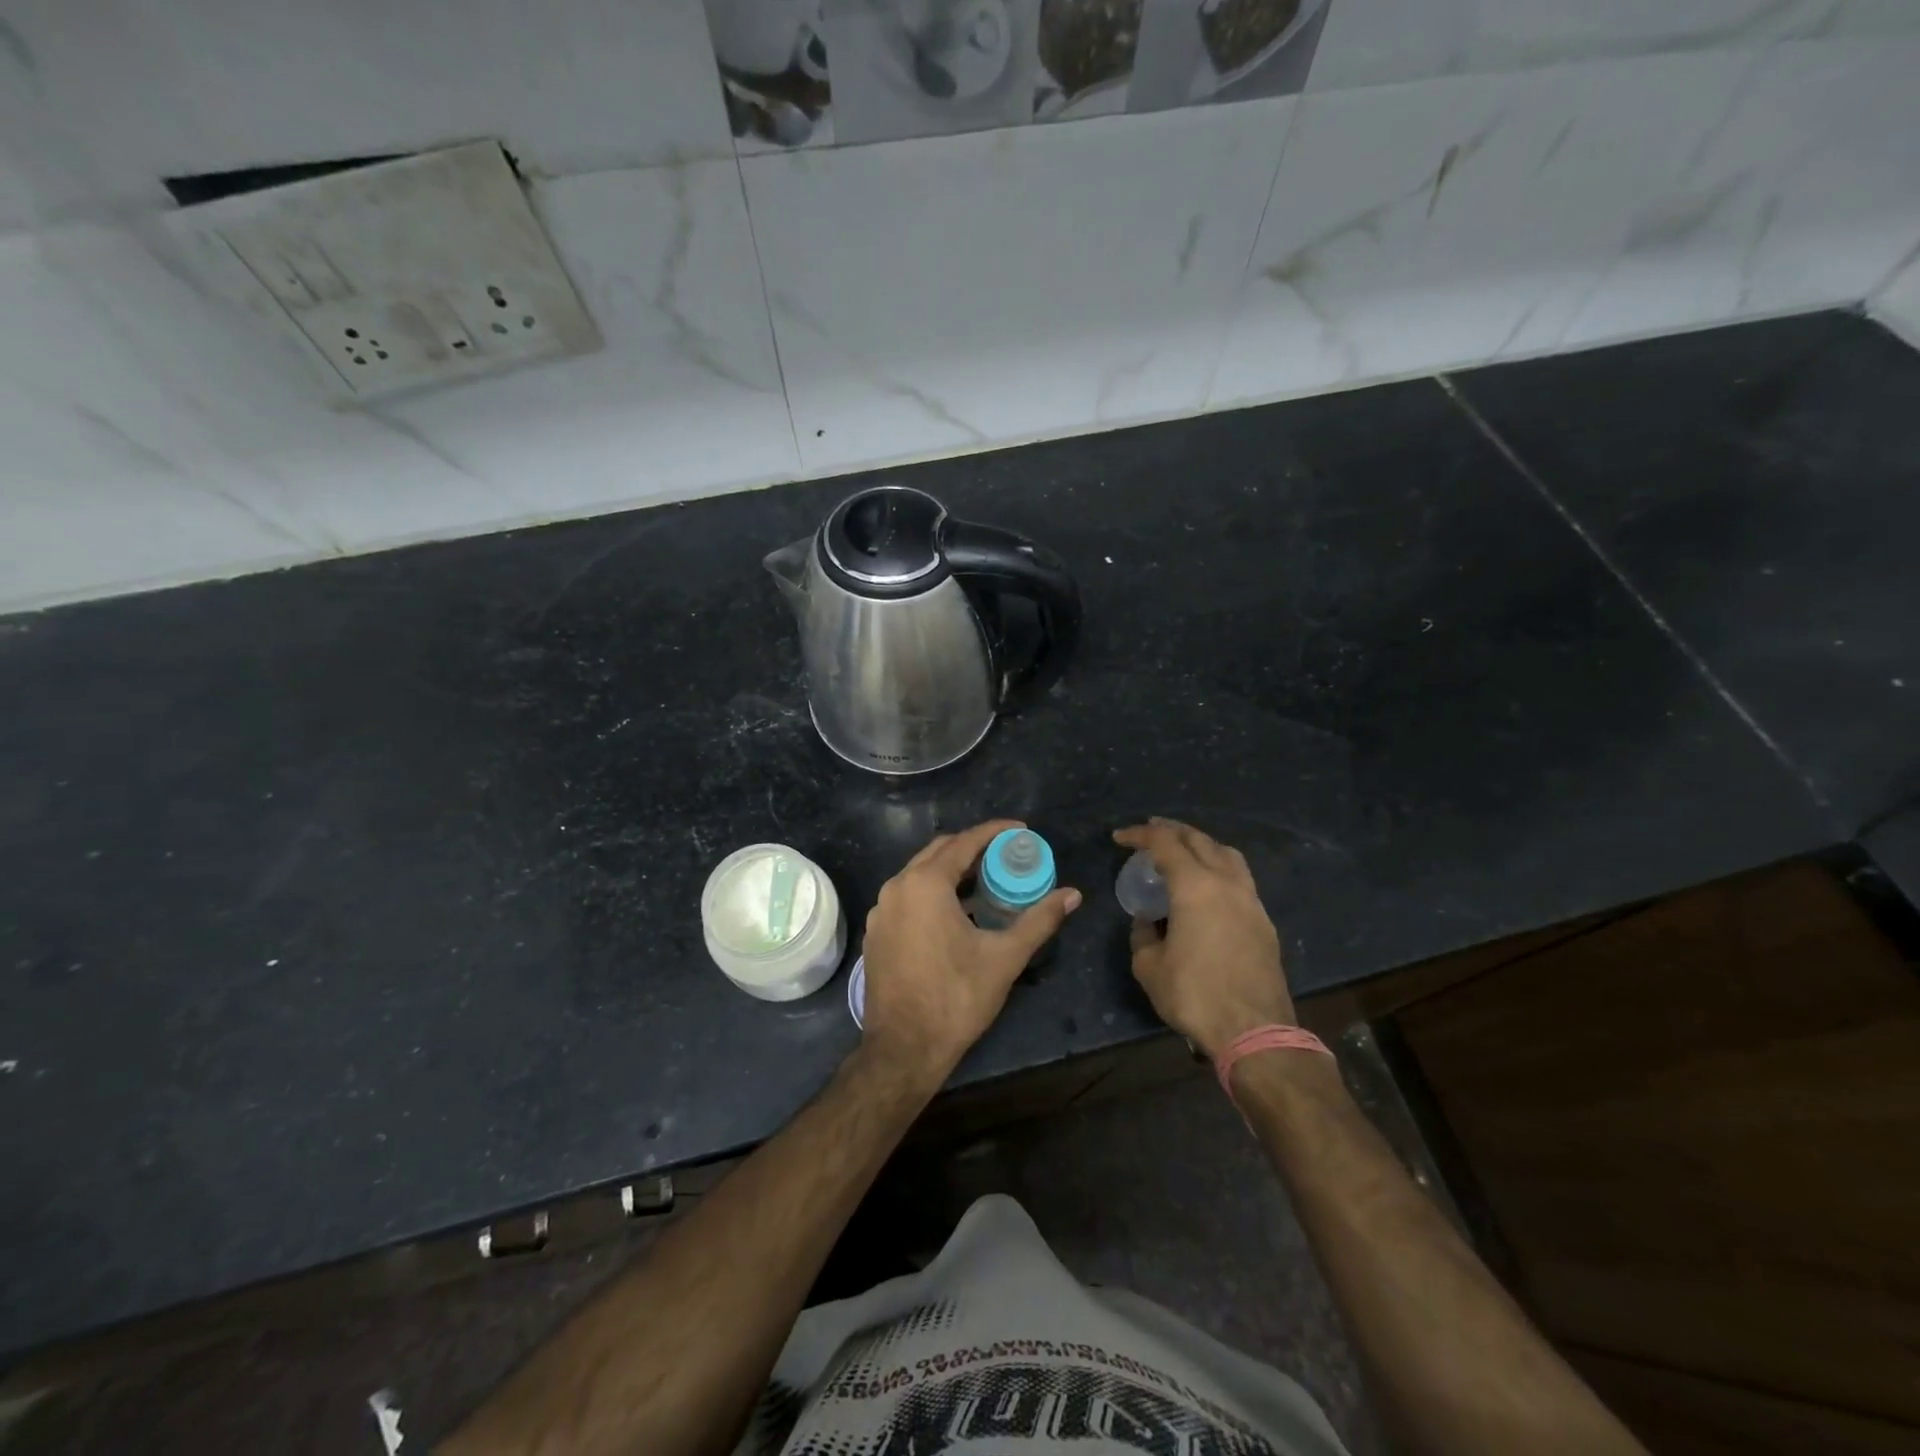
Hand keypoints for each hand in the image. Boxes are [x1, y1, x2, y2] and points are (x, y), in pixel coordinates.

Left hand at [860, 819, 1081, 1081]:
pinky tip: (956, 912)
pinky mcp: (876, 932)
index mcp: (925, 884)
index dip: (994, 832)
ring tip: (985, 880)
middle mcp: (896, 887)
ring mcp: (881, 911)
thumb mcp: (1005, 957)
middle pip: (939, 851)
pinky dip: (932, 892)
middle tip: (1005, 854)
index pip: (964, 842)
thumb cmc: (956, 998)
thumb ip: (1039, 920)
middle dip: (972, 847)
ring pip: (919, 874)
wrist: (904, 1049)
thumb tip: (1073, 895)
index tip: (1021, 830)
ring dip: (951, 870)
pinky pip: (907, 897)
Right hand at [1113, 818, 1294, 1057]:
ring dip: (1202, 845)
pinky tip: (1207, 887)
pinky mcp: (1264, 922)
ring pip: (1227, 855)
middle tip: (1151, 831)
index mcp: (1195, 887)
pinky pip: (1240, 879)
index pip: (1165, 843)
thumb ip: (1143, 935)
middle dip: (1172, 831)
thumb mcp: (1149, 967)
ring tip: (1184, 851)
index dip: (1140, 835)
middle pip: (1200, 840)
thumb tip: (1147, 921)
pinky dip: (1219, 869)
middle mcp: (1227, 883)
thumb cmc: (1195, 995)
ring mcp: (1251, 901)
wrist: (1255, 1031)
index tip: (1120, 838)